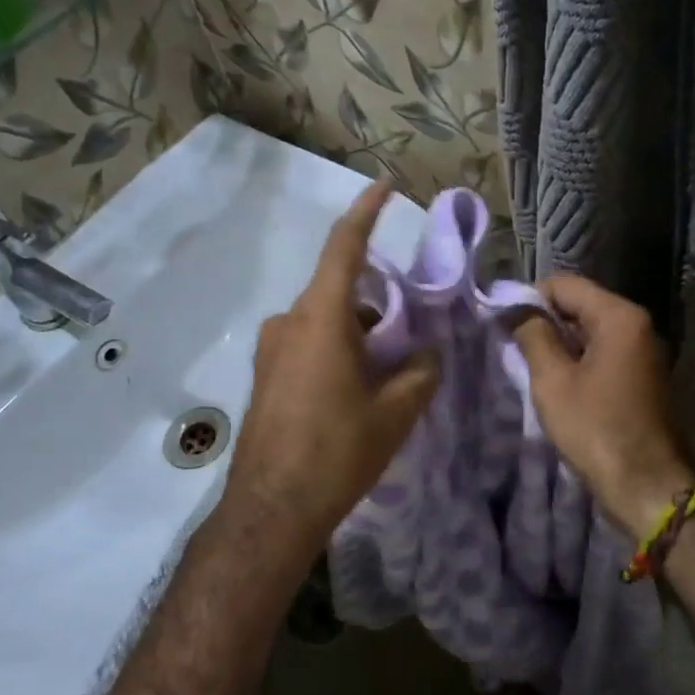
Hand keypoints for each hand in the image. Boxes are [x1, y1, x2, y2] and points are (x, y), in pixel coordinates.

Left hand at [222, 182, 439, 561]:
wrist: (272, 509)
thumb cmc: (337, 452)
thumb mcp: (395, 412)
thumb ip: (420, 373)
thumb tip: (428, 354)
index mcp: (320, 319)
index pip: (345, 248)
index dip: (367, 212)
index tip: (386, 185)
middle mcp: (289, 323)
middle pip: (340, 292)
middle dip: (377, 303)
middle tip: (410, 332)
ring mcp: (271, 350)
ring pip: (325, 321)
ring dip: (358, 333)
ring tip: (389, 372)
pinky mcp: (266, 376)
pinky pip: (308, 344)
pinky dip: (338, 350)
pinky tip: (357, 390)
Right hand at [513, 274, 694, 538]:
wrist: (647, 485)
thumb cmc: (596, 429)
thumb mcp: (553, 381)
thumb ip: (533, 336)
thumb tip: (516, 309)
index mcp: (619, 317)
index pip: (564, 285)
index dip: (530, 299)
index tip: (505, 326)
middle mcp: (639, 325)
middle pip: (581, 305)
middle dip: (546, 322)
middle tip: (515, 350)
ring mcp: (645, 351)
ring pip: (592, 331)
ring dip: (562, 344)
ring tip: (534, 369)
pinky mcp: (644, 376)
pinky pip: (605, 353)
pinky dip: (580, 361)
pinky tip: (561, 385)